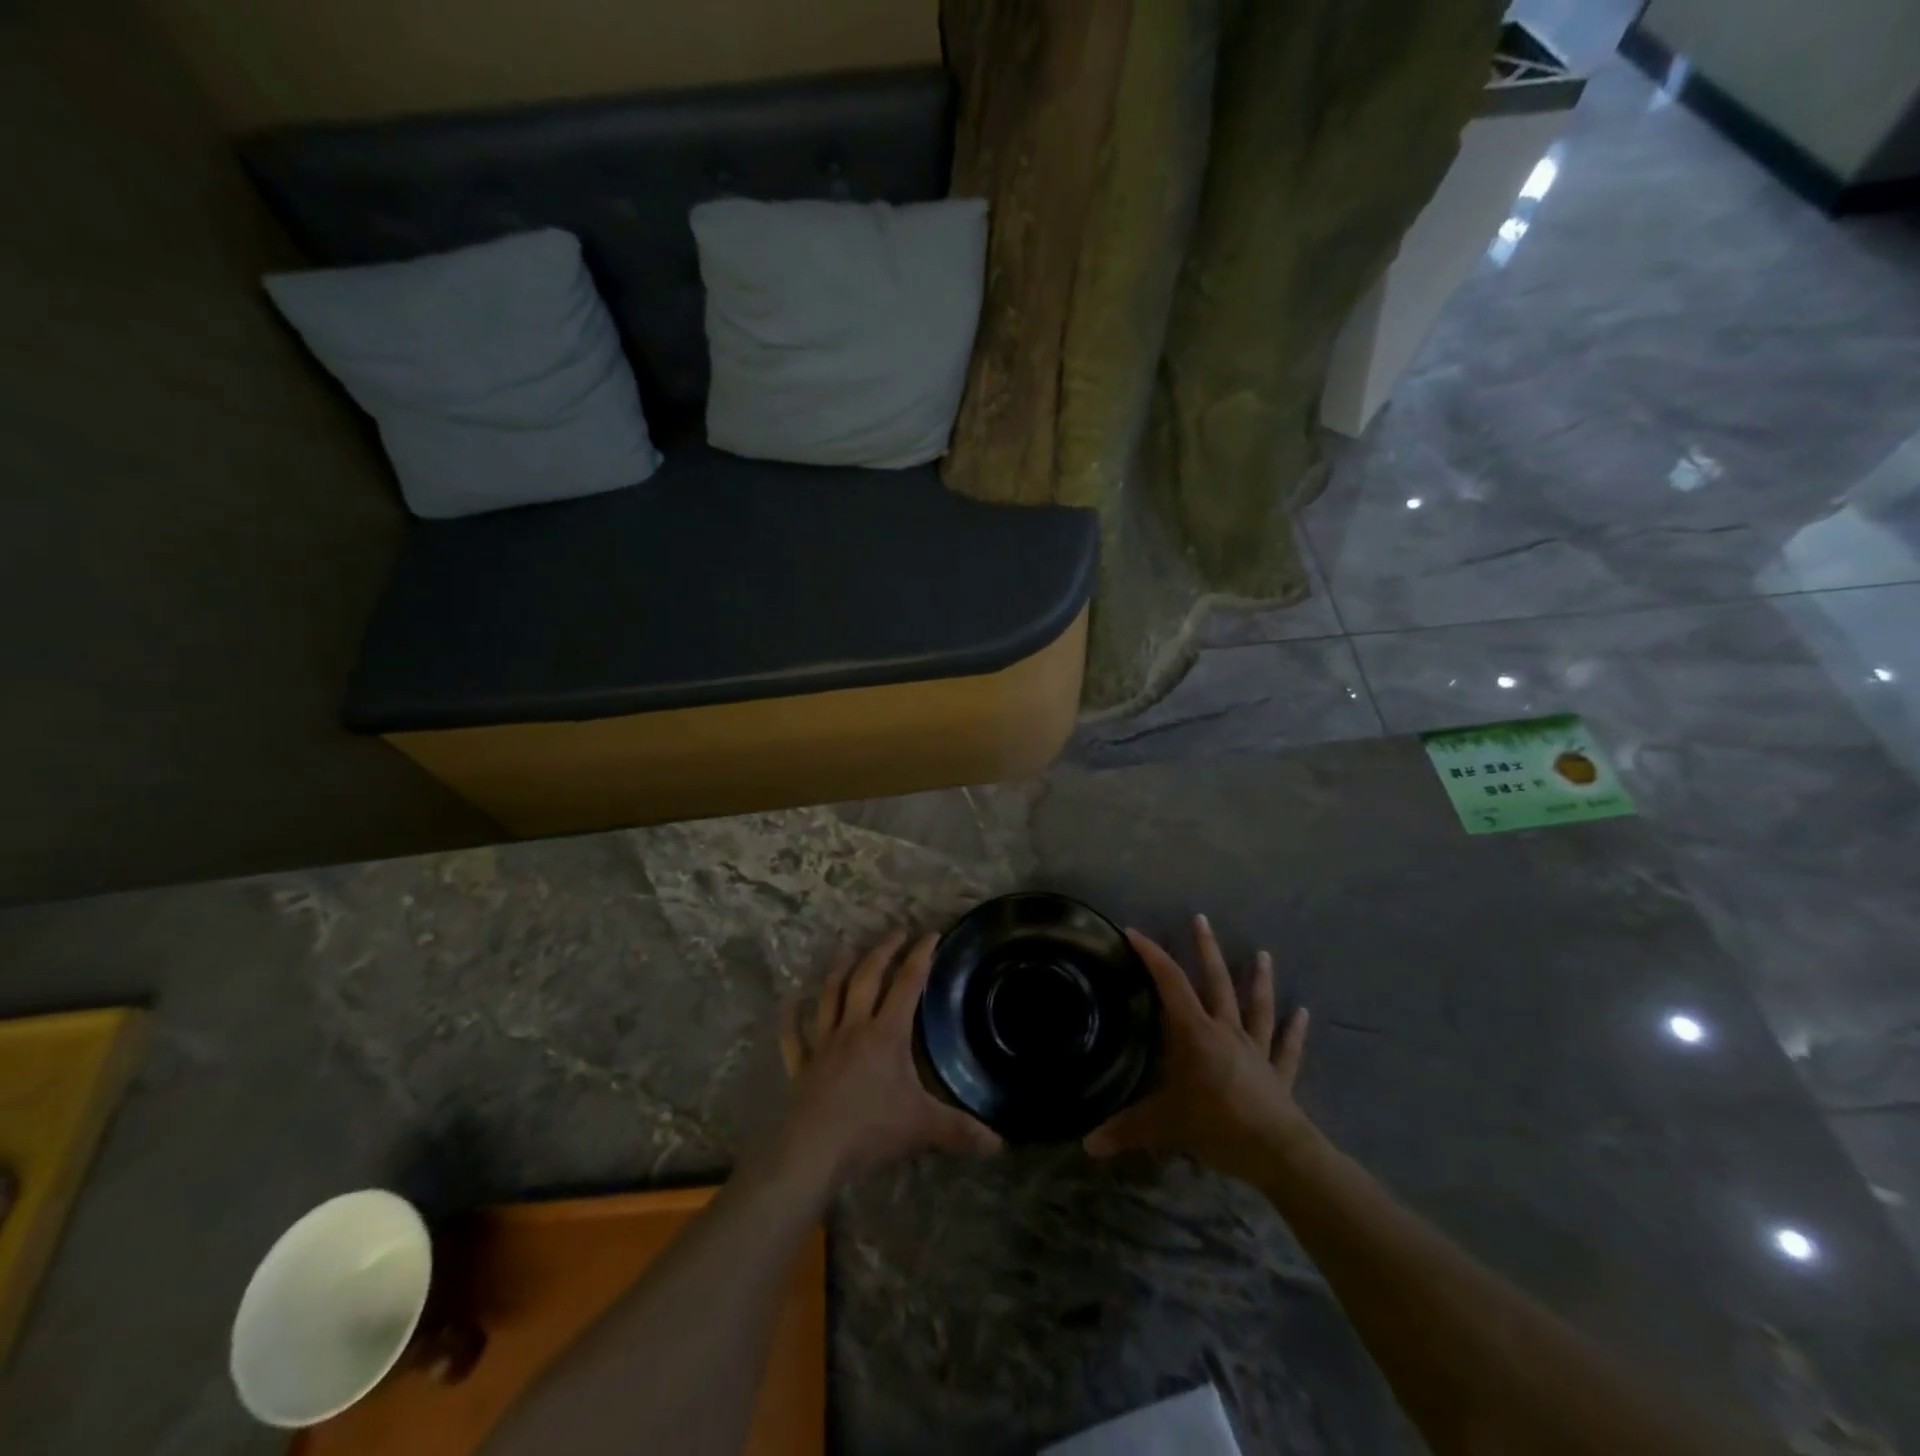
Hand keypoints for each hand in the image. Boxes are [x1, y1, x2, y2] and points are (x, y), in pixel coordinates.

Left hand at [769, 931, 1000, 1197]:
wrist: (813, 1151)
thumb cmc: (871, 1130)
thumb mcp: (924, 1127)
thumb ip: (962, 1130)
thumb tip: (1001, 1143)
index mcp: (886, 1034)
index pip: (907, 984)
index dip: (920, 957)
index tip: (931, 934)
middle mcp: (854, 1028)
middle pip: (867, 978)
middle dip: (882, 952)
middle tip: (896, 932)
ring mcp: (823, 1044)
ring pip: (830, 995)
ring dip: (839, 969)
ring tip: (847, 948)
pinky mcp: (801, 1065)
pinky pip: (793, 1035)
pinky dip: (792, 1016)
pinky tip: (792, 1000)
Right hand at [1084, 914, 1310, 1185]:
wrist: (1278, 1153)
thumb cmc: (1217, 1126)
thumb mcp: (1164, 1126)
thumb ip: (1126, 1130)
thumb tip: (1087, 1144)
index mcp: (1196, 1033)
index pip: (1169, 983)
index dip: (1151, 956)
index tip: (1134, 933)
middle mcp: (1226, 1031)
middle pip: (1217, 982)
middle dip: (1206, 950)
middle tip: (1202, 919)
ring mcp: (1256, 1050)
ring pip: (1257, 1006)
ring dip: (1260, 980)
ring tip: (1264, 954)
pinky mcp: (1279, 1074)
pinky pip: (1286, 1048)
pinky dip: (1294, 1031)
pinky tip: (1304, 1013)